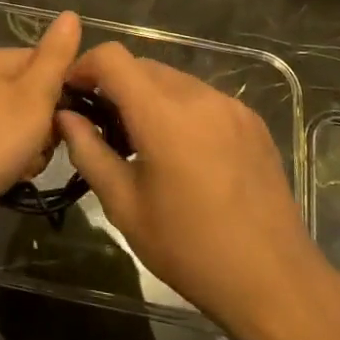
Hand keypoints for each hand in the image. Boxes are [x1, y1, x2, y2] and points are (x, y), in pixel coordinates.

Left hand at [0, 11, 80, 248]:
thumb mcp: (33, 95)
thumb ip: (56, 56)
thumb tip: (70, 14)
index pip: (49, 62)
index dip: (66, 88)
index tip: (73, 113)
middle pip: (39, 98)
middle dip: (49, 125)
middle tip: (44, 142)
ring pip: (28, 129)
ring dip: (35, 151)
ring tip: (25, 165)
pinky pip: (9, 150)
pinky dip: (16, 164)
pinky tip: (13, 179)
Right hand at [57, 42, 335, 339]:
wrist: (275, 281)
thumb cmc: (189, 249)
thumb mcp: (124, 206)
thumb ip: (89, 151)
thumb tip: (65, 116)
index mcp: (163, 115)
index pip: (112, 58)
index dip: (83, 66)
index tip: (71, 94)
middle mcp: (199, 96)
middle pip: (142, 66)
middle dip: (113, 84)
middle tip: (99, 125)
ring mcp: (231, 106)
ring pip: (173, 80)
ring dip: (146, 96)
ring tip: (140, 141)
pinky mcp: (252, 121)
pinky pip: (202, 98)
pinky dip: (179, 109)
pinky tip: (181, 151)